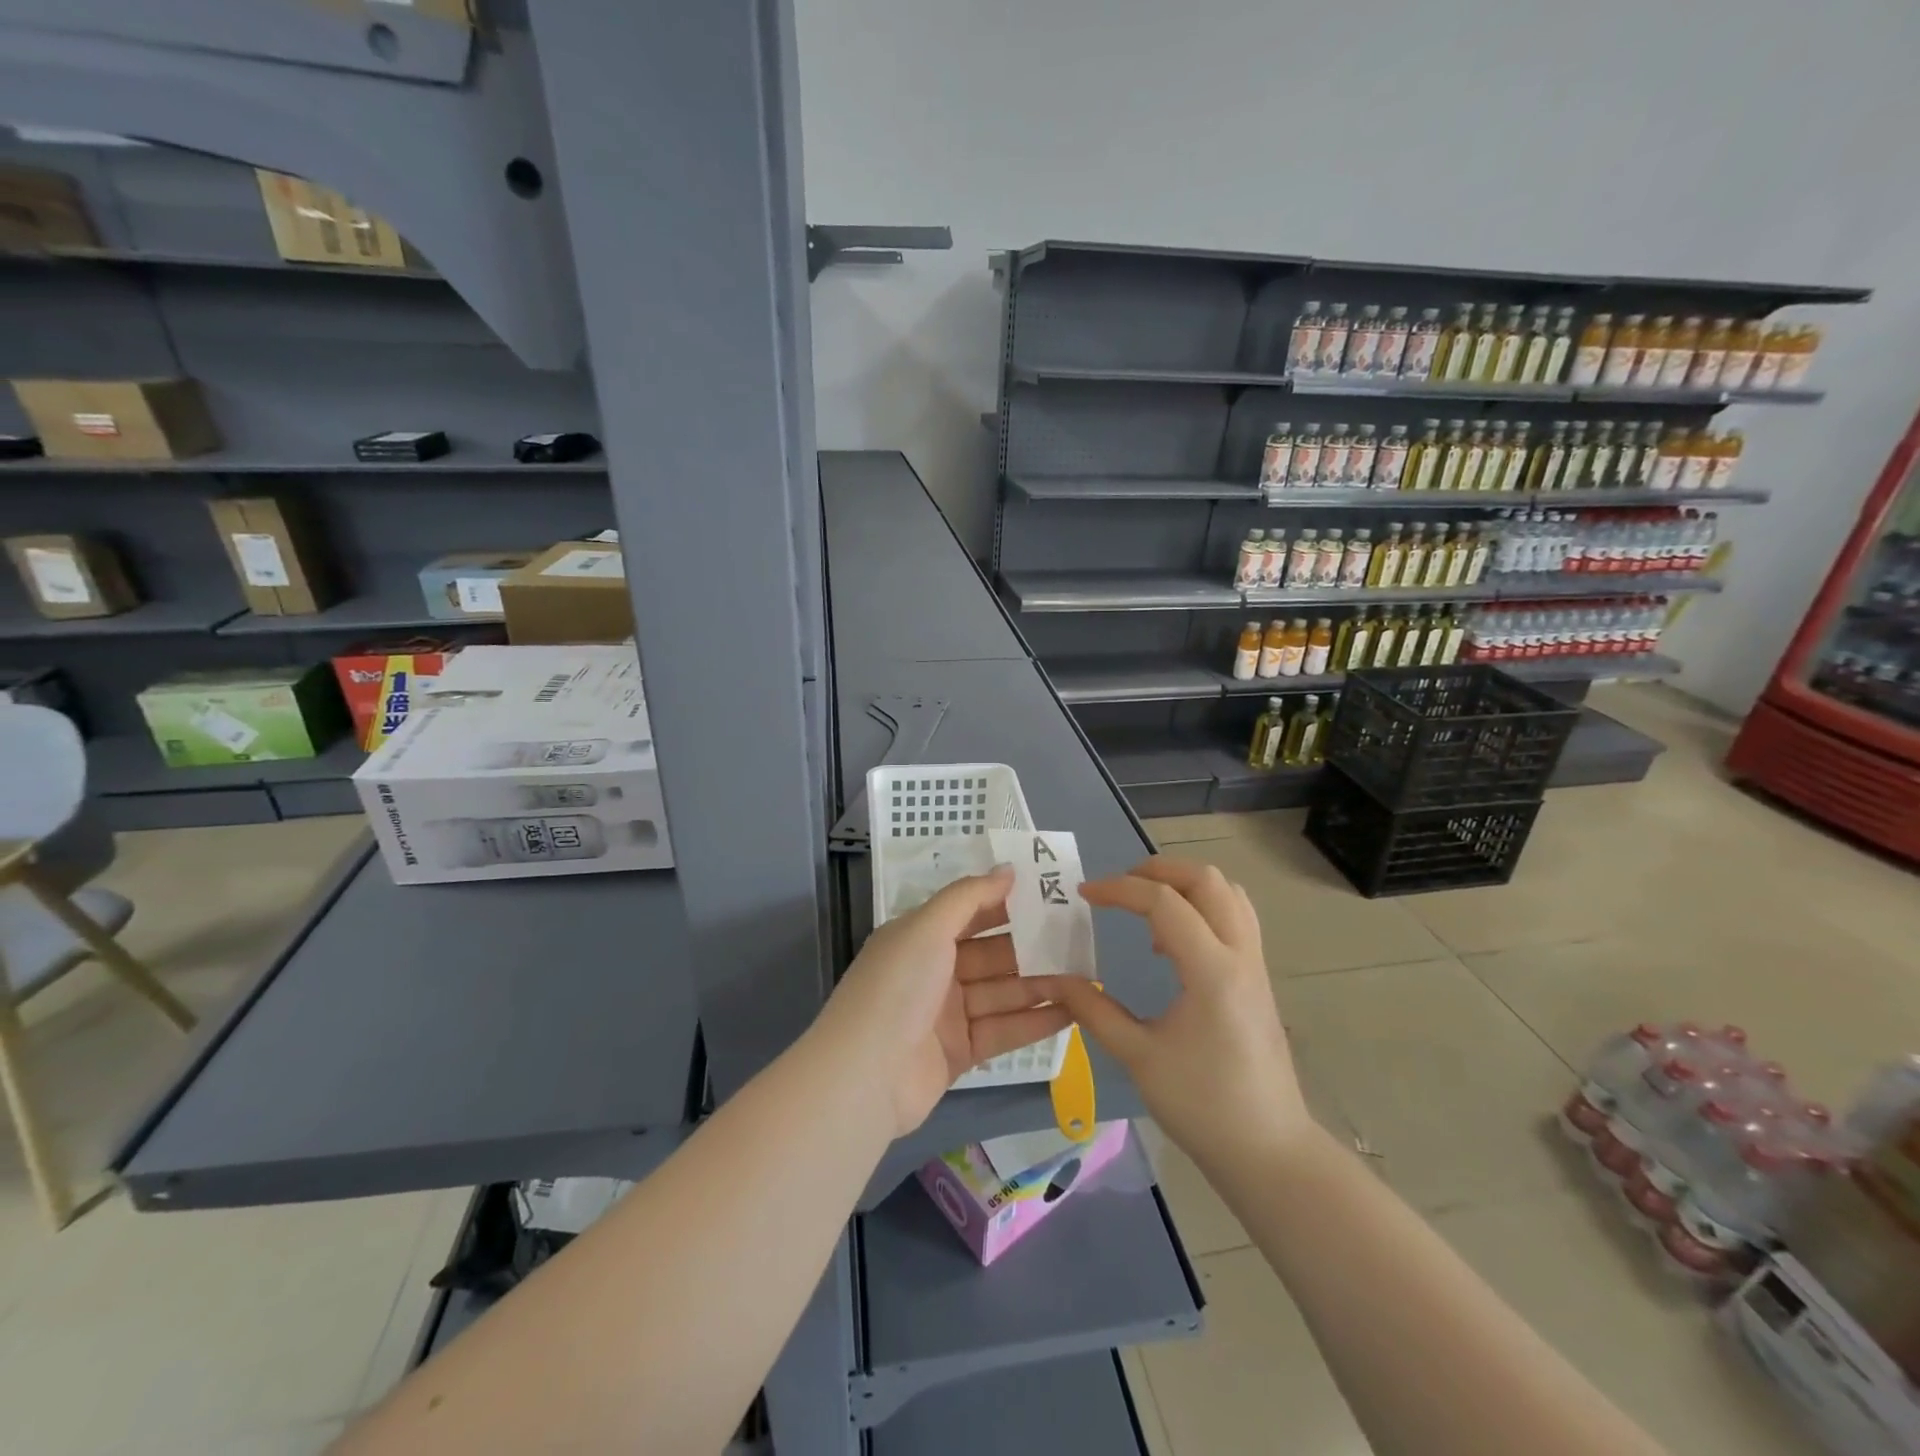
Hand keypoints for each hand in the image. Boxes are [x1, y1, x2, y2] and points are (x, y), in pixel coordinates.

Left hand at [819, 866, 1072, 1138]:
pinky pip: (1004, 1029)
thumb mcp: (928, 927)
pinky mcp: (961, 1051)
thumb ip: (970, 896)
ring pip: (1002, 991)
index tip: (1050, 895)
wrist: (864, 1076)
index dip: (1007, 903)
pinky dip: (1036, 1020)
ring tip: (1086, 975)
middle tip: (1078, 939)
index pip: (970, 912)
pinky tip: (1073, 1011)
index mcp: (920, 936)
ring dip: (1041, 983)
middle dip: (1032, 946)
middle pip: (992, 953)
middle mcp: (934, 970)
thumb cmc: (897, 986)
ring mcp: (948, 1013)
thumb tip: (1008, 869)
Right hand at [1033, 856, 1313, 1176]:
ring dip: (1184, 884)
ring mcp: (1256, 964)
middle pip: (1206, 879)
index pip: (1164, 902)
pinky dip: (1203, 906)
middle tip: (1118, 887)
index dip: (1119, 889)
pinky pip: (1235, 916)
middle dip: (1157, 870)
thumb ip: (1095, 1010)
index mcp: (1211, 971)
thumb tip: (1057, 980)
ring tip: (1146, 908)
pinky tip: (1173, 943)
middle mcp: (1240, 954)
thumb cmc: (1203, 1106)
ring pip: (1228, 892)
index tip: (1084, 895)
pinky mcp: (1258, 977)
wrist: (1270, 1151)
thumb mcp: (1139, 1057)